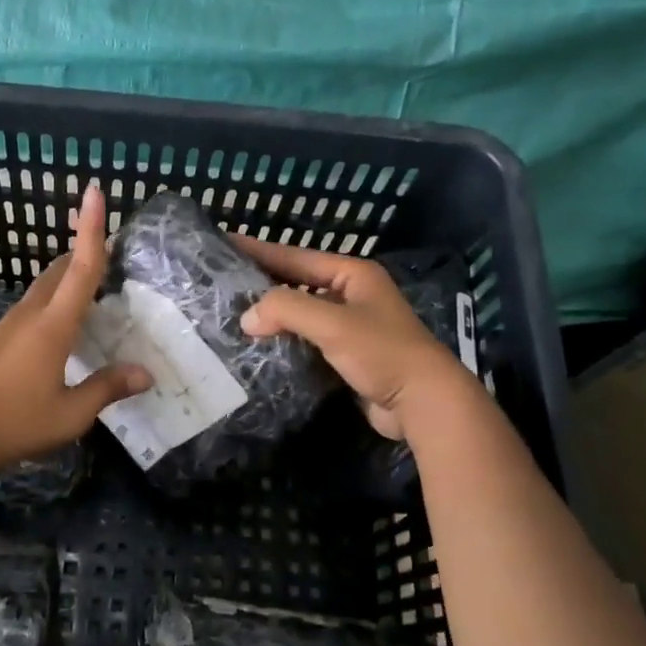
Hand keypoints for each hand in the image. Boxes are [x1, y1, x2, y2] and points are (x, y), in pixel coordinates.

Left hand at [0, 184, 150, 476]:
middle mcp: (30, 315)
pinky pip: (33, 307)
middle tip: (111, 247)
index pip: (80, 269)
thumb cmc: (13, 422)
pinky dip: (54, 302)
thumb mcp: (70, 414)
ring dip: (68, 278)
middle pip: (60, 270)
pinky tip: (62, 328)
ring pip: (44, 288)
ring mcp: (8, 325)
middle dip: (82, 251)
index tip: (95, 192)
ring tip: (93, 287)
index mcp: (53, 326)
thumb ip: (107, 389)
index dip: (91, 230)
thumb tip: (146, 374)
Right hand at [235, 236, 470, 440]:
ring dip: (271, 315)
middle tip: (221, 281)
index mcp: (352, 274)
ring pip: (300, 313)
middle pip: (296, 283)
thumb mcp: (332, 323)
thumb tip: (247, 318)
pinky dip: (284, 340)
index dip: (259, 250)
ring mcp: (350, 325)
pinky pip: (306, 339)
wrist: (423, 402)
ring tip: (232, 313)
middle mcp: (351, 294)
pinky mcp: (346, 354)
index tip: (225, 243)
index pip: (295, 256)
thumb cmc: (381, 352)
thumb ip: (286, 310)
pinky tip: (258, 345)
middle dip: (262, 283)